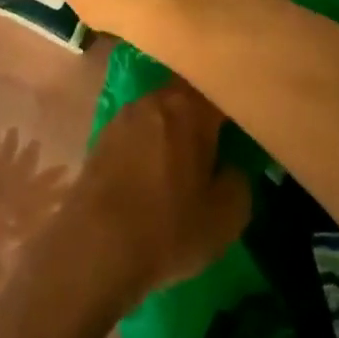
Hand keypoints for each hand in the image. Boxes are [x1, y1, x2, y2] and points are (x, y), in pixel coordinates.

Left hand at [45, 79, 250, 313]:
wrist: (92, 248)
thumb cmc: (167, 229)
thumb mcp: (225, 218)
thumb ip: (238, 181)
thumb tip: (230, 166)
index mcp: (188, 108)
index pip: (219, 90)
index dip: (234, 103)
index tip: (245, 121)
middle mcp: (154, 100)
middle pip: (186, 95)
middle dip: (202, 113)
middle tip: (218, 140)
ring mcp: (123, 116)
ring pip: (159, 111)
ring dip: (172, 128)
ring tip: (184, 159)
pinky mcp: (100, 137)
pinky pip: (137, 131)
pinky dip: (149, 143)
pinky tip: (153, 171)